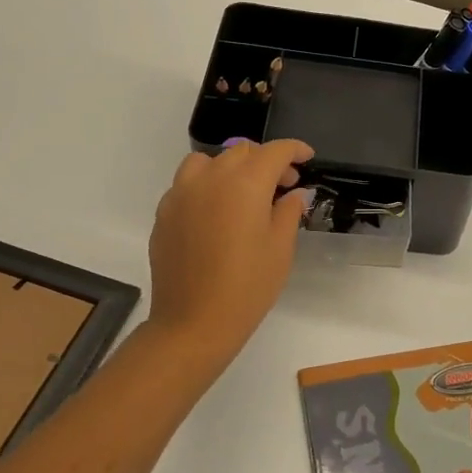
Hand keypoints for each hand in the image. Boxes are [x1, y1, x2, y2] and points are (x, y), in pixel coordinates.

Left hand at [144, 139, 313, 374]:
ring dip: (231, 167)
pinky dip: (206, 185)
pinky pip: (187, 183)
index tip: (307, 157)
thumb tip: (293, 194)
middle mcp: (211, 179)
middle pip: (241, 151)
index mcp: (245, 184)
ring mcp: (182, 194)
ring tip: (244, 191)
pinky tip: (216, 212)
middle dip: (266, 160)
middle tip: (283, 184)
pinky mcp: (164, 213)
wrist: (194, 322)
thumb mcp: (281, 248)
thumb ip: (288, 211)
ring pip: (208, 161)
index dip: (294, 149)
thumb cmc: (248, 286)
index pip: (274, 152)